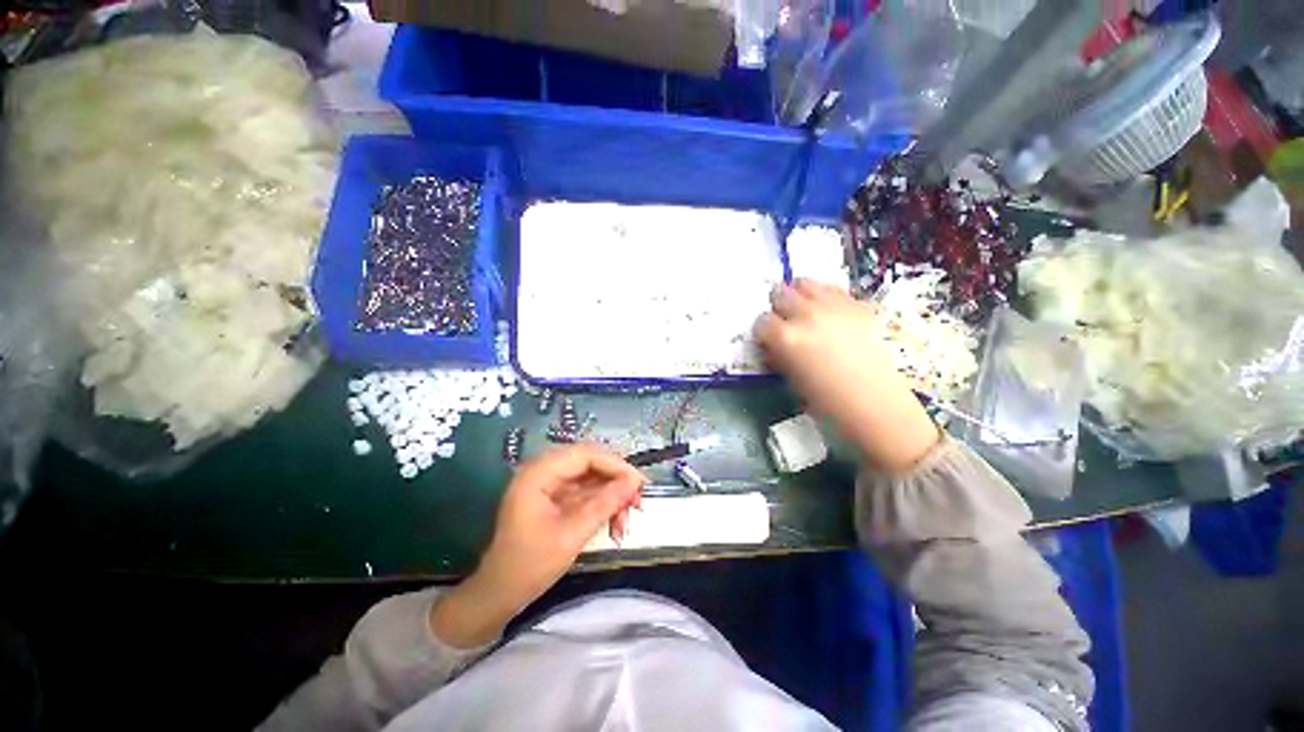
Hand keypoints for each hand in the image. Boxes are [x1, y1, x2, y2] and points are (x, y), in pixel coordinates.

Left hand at [430, 444, 643, 647]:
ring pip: (592, 478)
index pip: (585, 454)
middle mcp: (544, 471)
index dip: (615, 464)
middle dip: (616, 482)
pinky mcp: (555, 498)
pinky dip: (603, 506)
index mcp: (539, 473)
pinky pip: (586, 492)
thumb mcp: (571, 535)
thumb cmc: (529, 566)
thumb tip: (634, 482)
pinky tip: (615, 525)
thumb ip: (604, 504)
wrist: (498, 595)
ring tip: (625, 523)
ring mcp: (550, 484)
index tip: (639, 484)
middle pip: (591, 463)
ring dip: (612, 497)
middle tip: (637, 503)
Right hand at [754, 279, 938, 471]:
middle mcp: (807, 314)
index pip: (761, 321)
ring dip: (798, 295)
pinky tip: (828, 313)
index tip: (768, 341)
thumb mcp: (791, 380)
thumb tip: (772, 345)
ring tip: (803, 311)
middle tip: (784, 323)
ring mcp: (835, 306)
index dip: (763, 332)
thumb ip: (778, 355)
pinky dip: (824, 297)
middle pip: (780, 294)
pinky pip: (833, 289)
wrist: (876, 405)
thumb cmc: (827, 402)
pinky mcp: (858, 305)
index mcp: (787, 337)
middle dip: (778, 309)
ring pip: (805, 283)